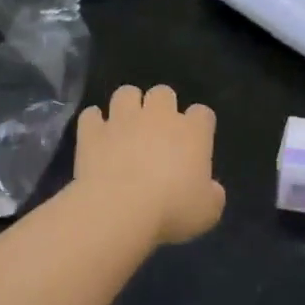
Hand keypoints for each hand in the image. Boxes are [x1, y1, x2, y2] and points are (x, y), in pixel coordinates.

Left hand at [73, 85, 226, 245]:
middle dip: (161, 106)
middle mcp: (158, 116)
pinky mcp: (92, 131)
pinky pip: (91, 115)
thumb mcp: (207, 212)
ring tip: (126, 125)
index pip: (202, 113)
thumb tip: (211, 189)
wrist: (119, 210)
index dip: (199, 125)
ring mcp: (122, 120)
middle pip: (163, 93)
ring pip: (126, 93)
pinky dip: (94, 123)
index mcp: (192, 132)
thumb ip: (213, 195)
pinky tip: (96, 136)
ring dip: (127, 105)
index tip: (195, 142)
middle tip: (158, 130)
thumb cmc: (171, 211)